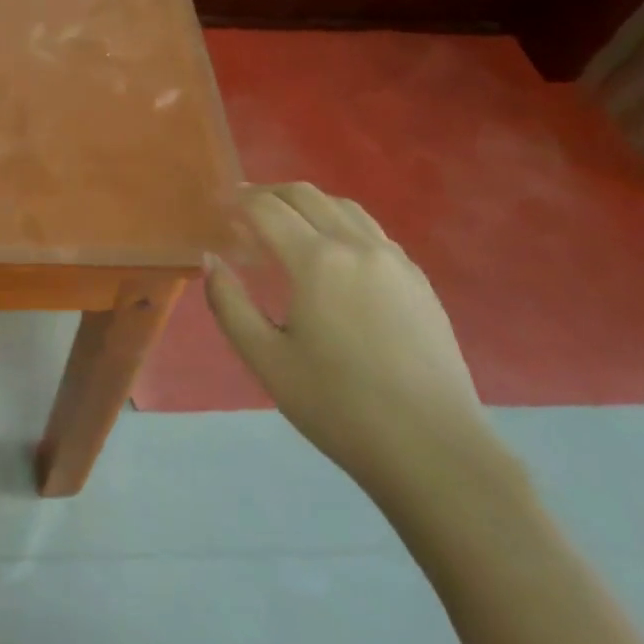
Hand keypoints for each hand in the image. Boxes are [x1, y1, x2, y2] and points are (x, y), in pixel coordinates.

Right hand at [205, 183, 491, 501]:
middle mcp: (356, 245)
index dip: (239, 200)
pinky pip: (371, 230)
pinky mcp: (418, 278)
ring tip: (286, 222)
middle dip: (269, 193)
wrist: (433, 449)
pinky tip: (332, 251)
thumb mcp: (266, 360)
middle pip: (305, 195)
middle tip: (244, 208)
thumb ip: (229, 304)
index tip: (220, 205)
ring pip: (342, 206)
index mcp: (316, 261)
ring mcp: (393, 258)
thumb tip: (211, 259)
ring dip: (307, 203)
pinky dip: (340, 222)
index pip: (267, 209)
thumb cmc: (339, 407)